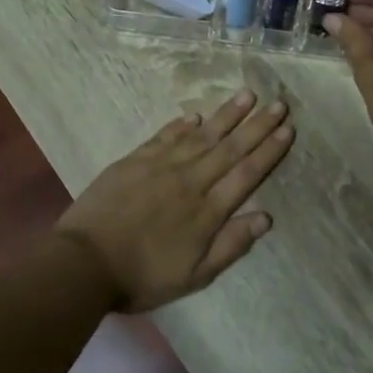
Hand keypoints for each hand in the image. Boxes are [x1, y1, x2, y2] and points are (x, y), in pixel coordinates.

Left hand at [55, 90, 293, 312]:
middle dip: (258, 125)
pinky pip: (165, 137)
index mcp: (207, 211)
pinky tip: (195, 115)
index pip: (246, 173)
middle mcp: (190, 181)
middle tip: (279, 104)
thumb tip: (266, 217)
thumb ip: (230, 245)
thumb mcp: (194, 275)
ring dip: (226, 115)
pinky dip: (182, 125)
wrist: (84, 263)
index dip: (269, 151)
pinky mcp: (134, 161)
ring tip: (247, 95)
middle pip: (230, 148)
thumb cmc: (142, 276)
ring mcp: (161, 167)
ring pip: (201, 135)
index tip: (288, 129)